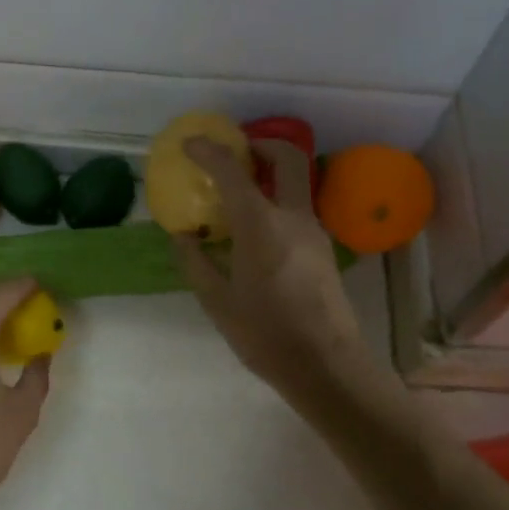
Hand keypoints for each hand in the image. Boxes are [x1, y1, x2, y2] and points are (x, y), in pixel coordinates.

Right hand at [174, 138, 367, 400]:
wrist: (326, 366)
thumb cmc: (266, 335)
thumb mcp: (217, 302)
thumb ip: (196, 262)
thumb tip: (182, 236)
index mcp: (261, 226)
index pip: (232, 171)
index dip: (209, 151)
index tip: (190, 144)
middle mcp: (293, 217)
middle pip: (287, 157)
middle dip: (261, 143)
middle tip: (235, 151)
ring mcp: (314, 231)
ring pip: (297, 183)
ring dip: (270, 174)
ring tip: (239, 194)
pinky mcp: (323, 248)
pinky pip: (297, 208)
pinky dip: (276, 201)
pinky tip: (255, 231)